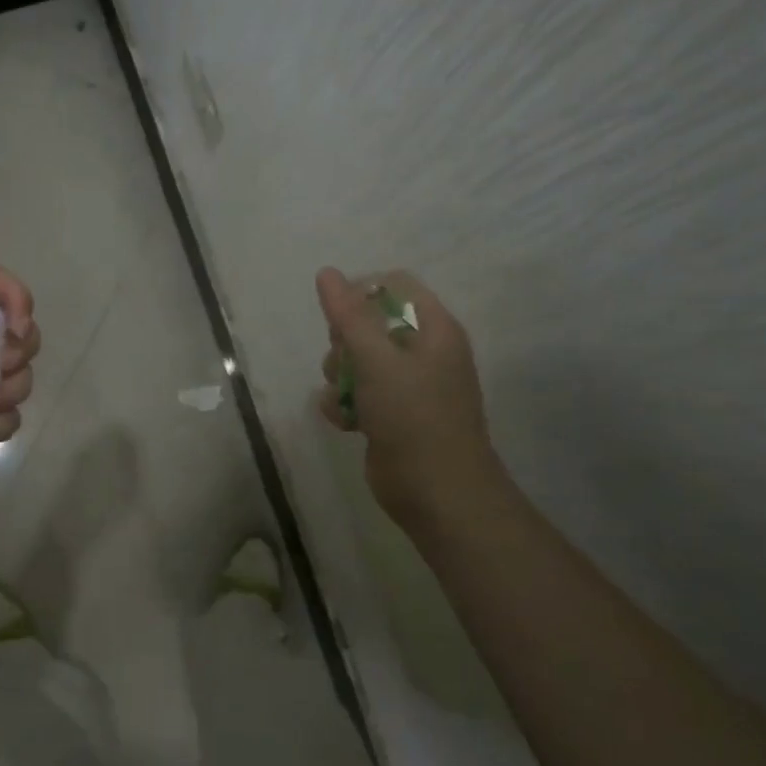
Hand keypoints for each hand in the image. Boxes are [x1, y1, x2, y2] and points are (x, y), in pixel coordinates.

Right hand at [316, 267, 504, 526]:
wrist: (438, 493)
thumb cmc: (413, 417)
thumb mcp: (377, 360)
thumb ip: (349, 315)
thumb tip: (327, 273)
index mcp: (434, 329)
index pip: (393, 285)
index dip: (360, 293)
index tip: (337, 318)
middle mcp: (423, 352)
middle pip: (367, 322)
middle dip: (344, 342)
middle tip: (345, 362)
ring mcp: (407, 385)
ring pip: (356, 360)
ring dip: (339, 376)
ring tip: (345, 398)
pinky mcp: (391, 413)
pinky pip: (356, 392)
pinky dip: (344, 403)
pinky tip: (344, 422)